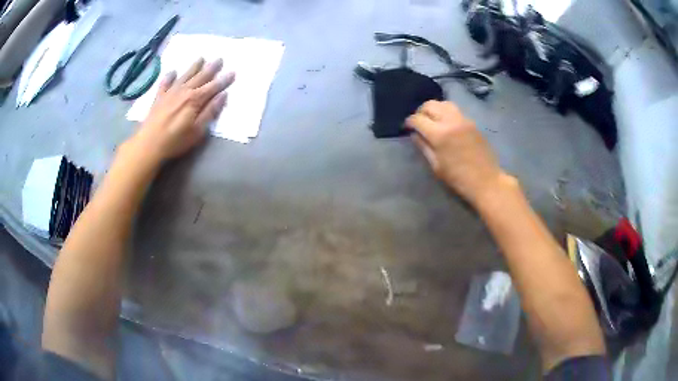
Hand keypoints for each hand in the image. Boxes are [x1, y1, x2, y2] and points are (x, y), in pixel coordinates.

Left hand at [128, 58, 235, 162]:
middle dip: (211, 68)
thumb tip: (222, 96)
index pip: (213, 87)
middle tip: (219, 59)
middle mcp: (184, 91)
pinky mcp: (159, 98)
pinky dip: (169, 76)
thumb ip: (210, 112)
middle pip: (200, 77)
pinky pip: (165, 83)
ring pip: (185, 76)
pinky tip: (173, 72)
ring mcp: (170, 93)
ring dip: (194, 67)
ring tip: (201, 58)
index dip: (223, 80)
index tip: (233, 72)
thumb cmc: (175, 141)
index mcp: (195, 100)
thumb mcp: (197, 131)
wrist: (149, 144)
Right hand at [406, 100, 512, 205]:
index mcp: (439, 134)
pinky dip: (445, 112)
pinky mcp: (471, 122)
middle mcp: (450, 121)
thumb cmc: (458, 178)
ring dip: (434, 108)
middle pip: (430, 105)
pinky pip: (455, 110)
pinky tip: (445, 123)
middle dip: (420, 112)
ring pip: (443, 103)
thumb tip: (414, 134)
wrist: (486, 180)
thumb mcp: (436, 166)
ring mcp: (463, 119)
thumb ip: (423, 147)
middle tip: (418, 122)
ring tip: (432, 120)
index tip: (406, 127)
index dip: (409, 122)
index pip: (418, 119)